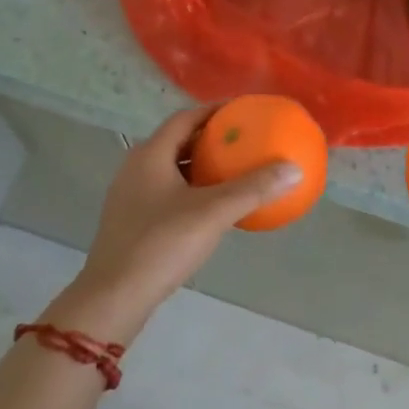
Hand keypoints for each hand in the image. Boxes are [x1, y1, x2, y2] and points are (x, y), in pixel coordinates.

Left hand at [46, 105, 301, 340]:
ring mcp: (131, 197)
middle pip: (178, 142)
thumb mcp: (213, 213)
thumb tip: (294, 169)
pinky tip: (215, 208)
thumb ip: (253, 188)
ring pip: (173, 170)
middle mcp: (136, 168)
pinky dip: (194, 191)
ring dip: (202, 167)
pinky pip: (169, 193)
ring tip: (235, 170)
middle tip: (245, 140)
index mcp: (150, 155)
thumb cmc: (161, 244)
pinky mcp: (132, 222)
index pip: (185, 118)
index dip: (215, 111)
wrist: (114, 297)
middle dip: (211, 139)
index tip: (244, 111)